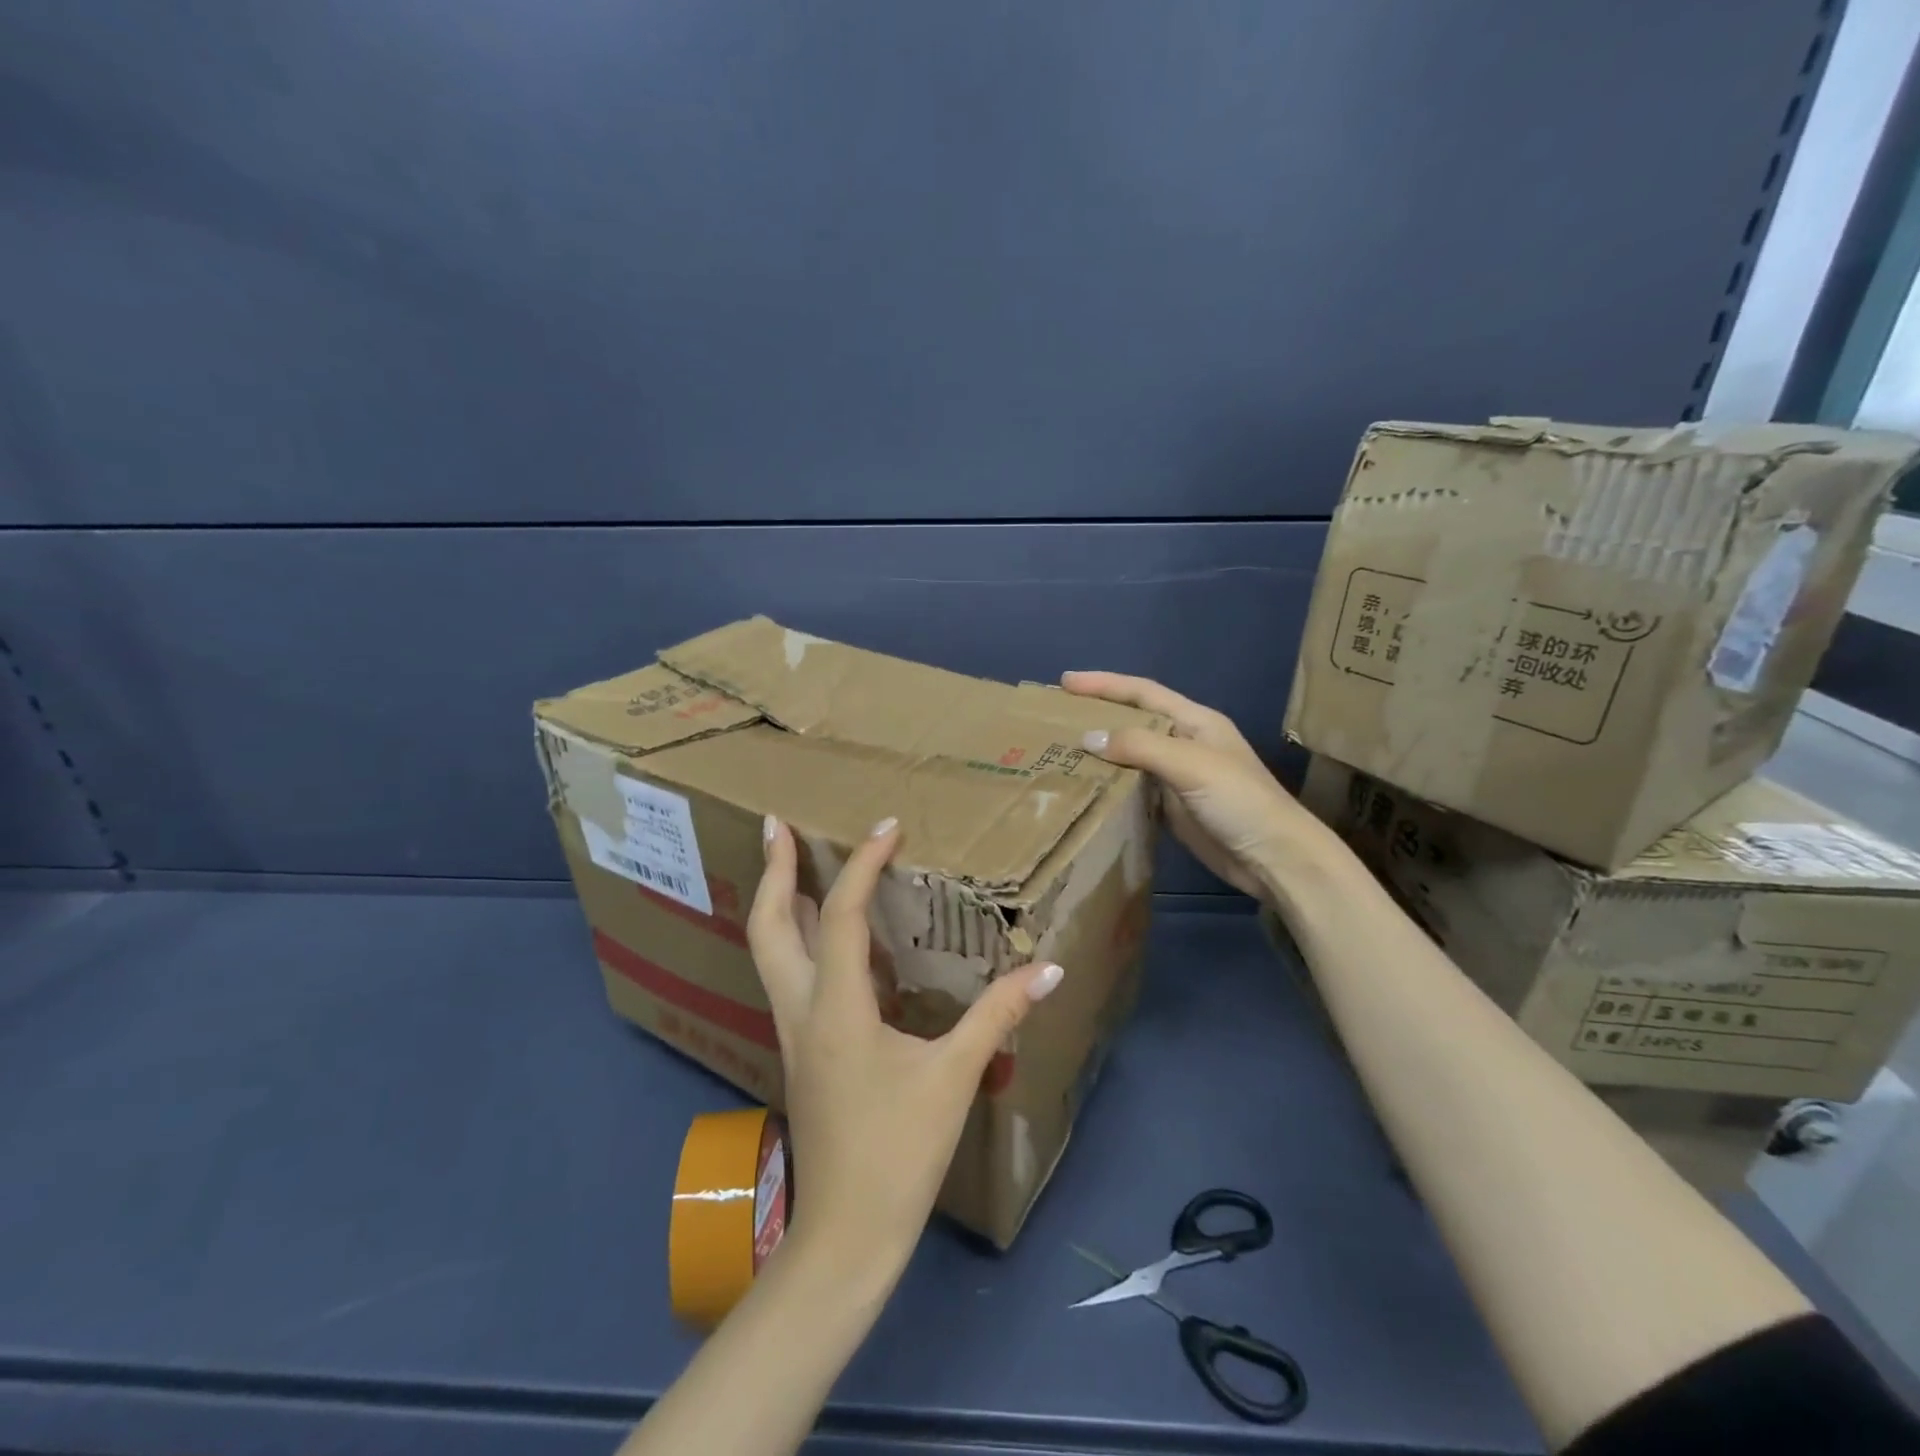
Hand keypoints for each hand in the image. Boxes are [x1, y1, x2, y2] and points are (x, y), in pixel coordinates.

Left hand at [748, 814, 1063, 1279]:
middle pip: (769, 926)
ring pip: (770, 951)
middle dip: (772, 870)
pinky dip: (799, 940)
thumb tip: (1047, 970)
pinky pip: (789, 977)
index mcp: (836, 1008)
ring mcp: (793, 1032)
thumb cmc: (899, 1152)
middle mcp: (801, 1010)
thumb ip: (998, 1016)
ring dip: (779, 902)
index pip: (841, 916)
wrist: (846, 1235)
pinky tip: (826, 939)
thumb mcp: (954, 1077)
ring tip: (794, 865)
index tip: (888, 827)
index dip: (862, 865)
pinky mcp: (801, 1051)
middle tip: (776, 824)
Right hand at [1061, 672, 1334, 900]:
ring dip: (1100, 750)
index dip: (1105, 684)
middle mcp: (1185, 742)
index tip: (1066, 682)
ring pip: (1131, 754)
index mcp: (1195, 721)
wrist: (1274, 858)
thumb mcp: (1191, 764)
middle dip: (1098, 713)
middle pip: (1134, 720)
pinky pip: (1134, 787)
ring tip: (1060, 749)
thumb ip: (1141, 747)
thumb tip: (1088, 737)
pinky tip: (1085, 785)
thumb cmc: (1239, 801)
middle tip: (1055, 716)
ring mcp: (1178, 776)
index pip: (1143, 692)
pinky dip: (1110, 783)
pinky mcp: (1173, 807)